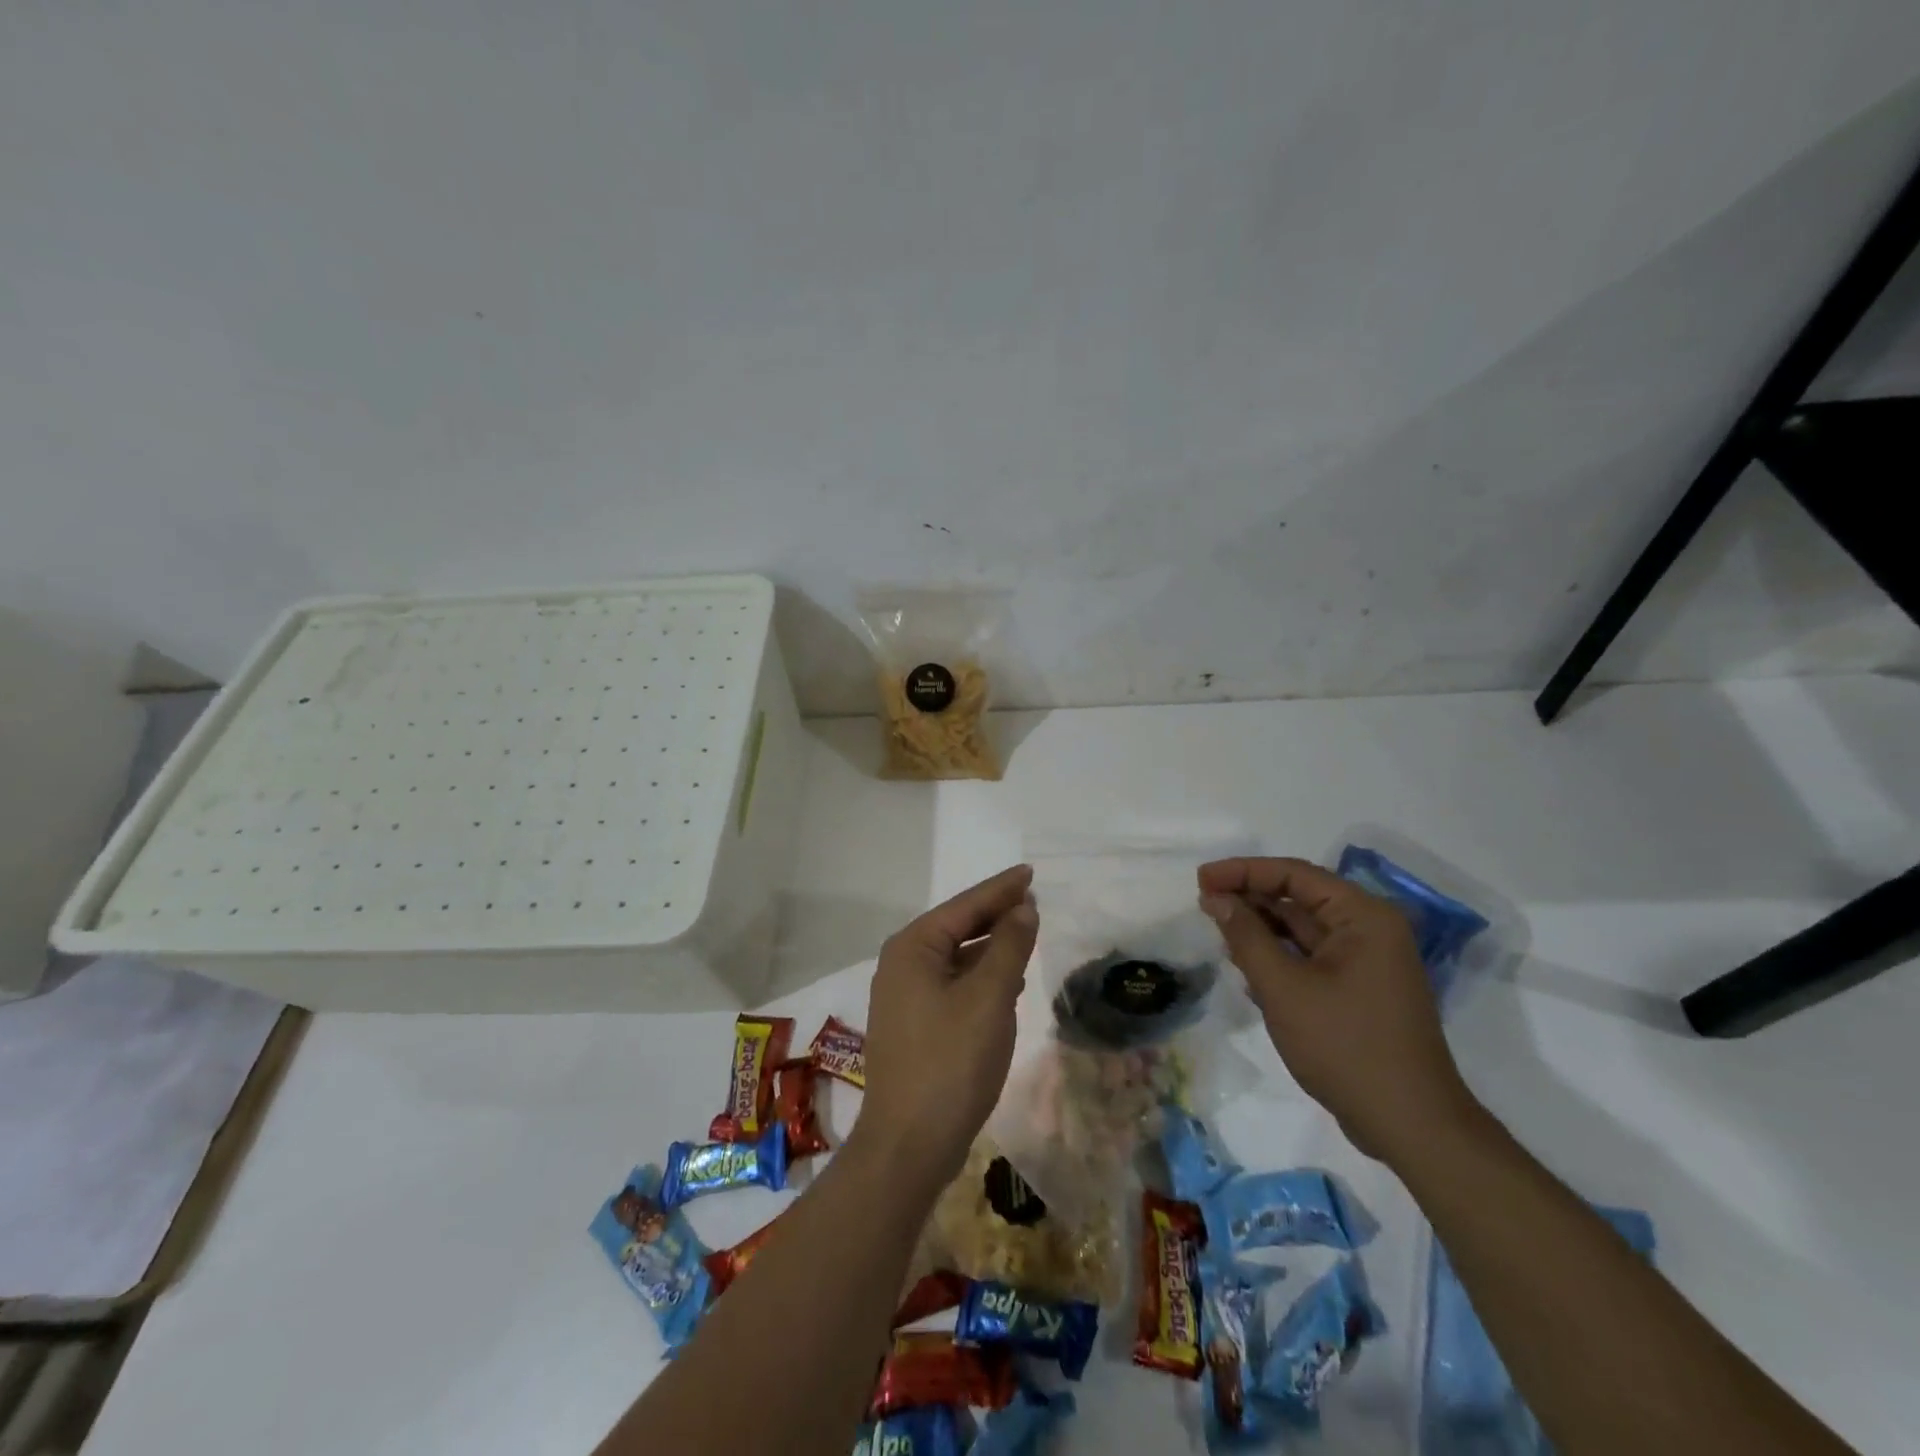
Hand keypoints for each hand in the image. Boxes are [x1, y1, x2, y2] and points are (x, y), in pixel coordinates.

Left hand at [857, 864, 1039, 1192]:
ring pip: (956, 957)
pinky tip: (1008, 983)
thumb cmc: (951, 1062)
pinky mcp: (914, 1025)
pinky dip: (981, 977)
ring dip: (991, 947)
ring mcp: (904, 996)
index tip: (1030, 872)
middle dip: (995, 915)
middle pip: (957, 927)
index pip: (965, 906)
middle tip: (1034, 902)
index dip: (1001, 889)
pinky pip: (953, 984)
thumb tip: (1023, 908)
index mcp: (913, 947)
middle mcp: (902, 964)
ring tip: (1026, 936)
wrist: (909, 1145)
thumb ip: (1009, 946)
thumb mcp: (989, 998)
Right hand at [1198, 856, 1478, 1162]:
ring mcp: (1367, 962)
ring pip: (1303, 929)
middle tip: (1203, 902)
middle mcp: (1370, 930)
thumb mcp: (1284, 988)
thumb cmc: (1345, 1046)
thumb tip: (1216, 898)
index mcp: (1363, 916)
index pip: (1294, 875)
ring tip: (1216, 929)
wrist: (1410, 1125)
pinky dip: (1278, 955)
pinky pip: (1311, 957)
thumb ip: (1246, 936)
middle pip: (1300, 898)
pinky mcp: (1360, 990)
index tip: (1201, 879)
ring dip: (1261, 928)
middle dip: (1250, 898)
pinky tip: (1245, 965)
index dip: (1243, 871)